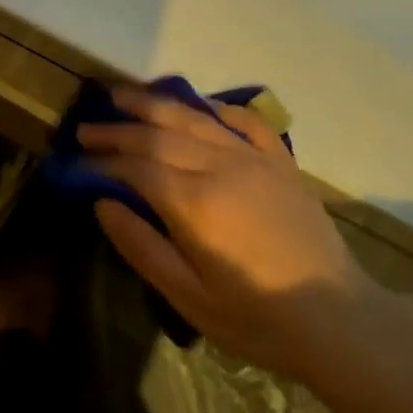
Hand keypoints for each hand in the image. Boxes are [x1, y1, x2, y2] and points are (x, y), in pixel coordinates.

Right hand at [81, 88, 376, 384]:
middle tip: (87, 126)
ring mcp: (254, 158)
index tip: (75, 158)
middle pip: (160, 133)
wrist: (337, 317)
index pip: (137, 166)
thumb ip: (142, 246)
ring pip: (195, 118)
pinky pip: (244, 121)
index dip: (102, 160)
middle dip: (119, 127)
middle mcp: (221, 166)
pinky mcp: (280, 161)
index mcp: (195, 202)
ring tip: (125, 95)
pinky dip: (216, 108)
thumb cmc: (257, 318)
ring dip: (156, 104)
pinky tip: (199, 104)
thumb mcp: (189, 297)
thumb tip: (104, 203)